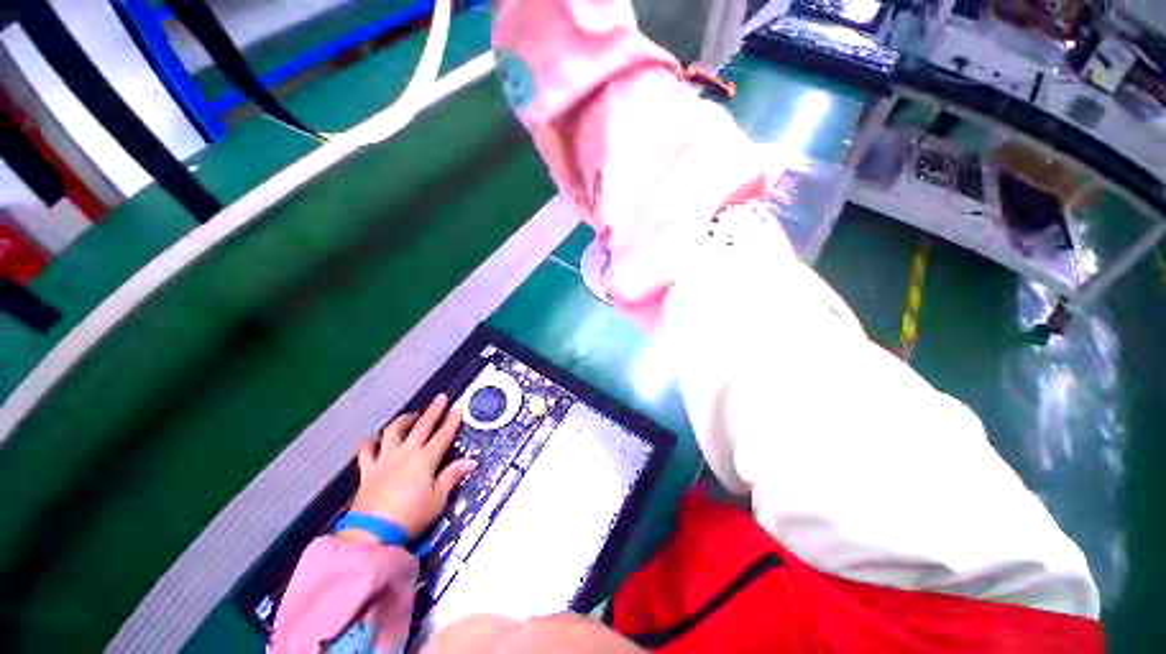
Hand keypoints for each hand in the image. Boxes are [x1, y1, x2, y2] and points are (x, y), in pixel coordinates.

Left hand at [342, 394, 476, 542]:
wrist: (373, 532)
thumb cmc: (411, 516)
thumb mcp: (438, 499)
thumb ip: (452, 476)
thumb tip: (471, 461)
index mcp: (425, 459)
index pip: (443, 435)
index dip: (452, 421)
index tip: (458, 408)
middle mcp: (406, 453)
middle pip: (422, 427)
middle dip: (433, 411)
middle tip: (440, 398)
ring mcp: (385, 460)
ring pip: (393, 432)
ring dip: (403, 421)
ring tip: (411, 415)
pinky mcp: (367, 471)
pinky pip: (366, 451)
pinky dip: (370, 442)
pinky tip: (374, 438)